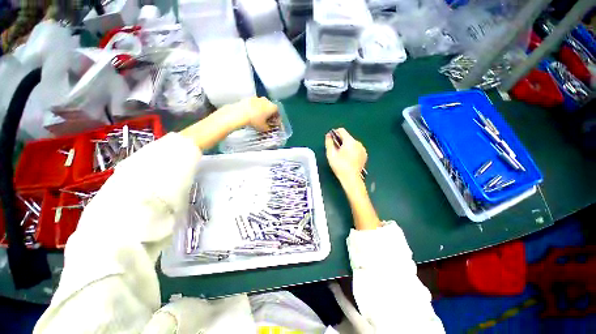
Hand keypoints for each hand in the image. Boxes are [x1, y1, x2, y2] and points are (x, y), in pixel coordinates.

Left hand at [231, 97, 278, 131]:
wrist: (240, 113)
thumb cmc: (255, 120)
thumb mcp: (263, 128)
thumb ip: (268, 128)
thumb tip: (268, 128)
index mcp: (272, 107)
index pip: (277, 112)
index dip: (276, 119)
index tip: (274, 123)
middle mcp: (266, 101)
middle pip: (270, 107)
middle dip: (269, 114)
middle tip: (267, 121)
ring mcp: (257, 98)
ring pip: (262, 105)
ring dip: (262, 110)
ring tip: (259, 118)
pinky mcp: (249, 98)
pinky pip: (255, 104)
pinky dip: (255, 109)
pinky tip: (252, 114)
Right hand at [325, 128, 367, 182]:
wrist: (351, 178)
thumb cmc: (339, 166)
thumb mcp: (331, 154)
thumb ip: (329, 142)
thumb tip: (328, 135)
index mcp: (350, 141)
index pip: (341, 130)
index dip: (335, 133)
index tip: (331, 139)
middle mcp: (358, 143)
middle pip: (347, 137)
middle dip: (340, 141)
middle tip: (335, 150)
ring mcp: (362, 149)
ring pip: (352, 143)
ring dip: (346, 146)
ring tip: (341, 155)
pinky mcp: (364, 155)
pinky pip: (356, 149)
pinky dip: (351, 151)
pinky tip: (347, 159)